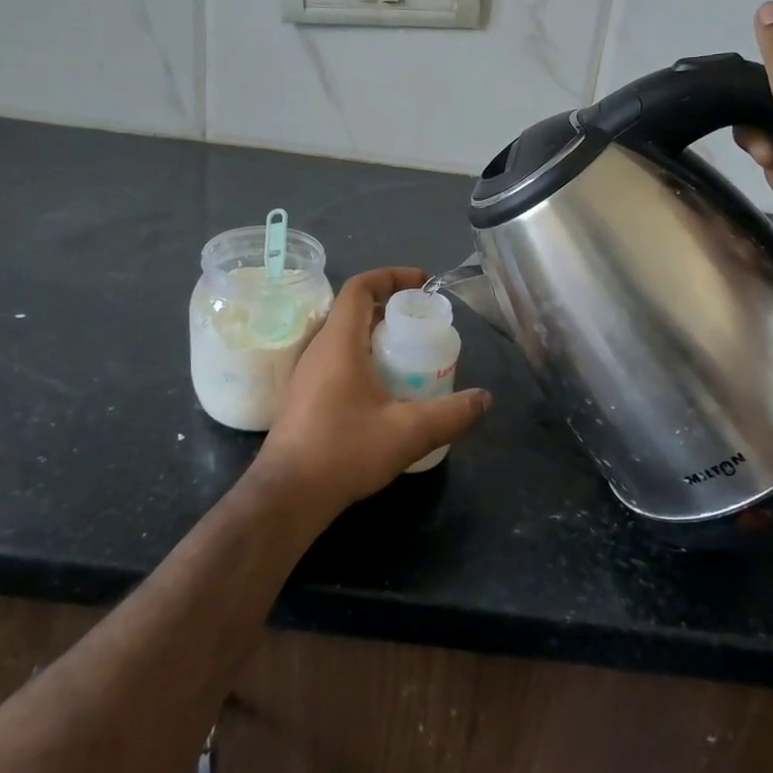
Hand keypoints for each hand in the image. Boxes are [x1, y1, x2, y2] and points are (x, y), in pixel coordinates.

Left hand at [259, 267, 491, 513]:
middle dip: (390, 308)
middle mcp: (318, 349)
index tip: (422, 283)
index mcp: (339, 342)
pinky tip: (384, 390)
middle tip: (422, 324)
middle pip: (353, 309)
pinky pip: (335, 360)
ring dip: (375, 336)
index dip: (391, 276)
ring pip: (343, 337)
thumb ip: (451, 414)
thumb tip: (485, 399)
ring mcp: (305, 374)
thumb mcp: (408, 432)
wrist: (287, 496)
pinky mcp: (302, 397)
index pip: (360, 287)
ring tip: (408, 354)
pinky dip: (362, 358)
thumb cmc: (345, 451)